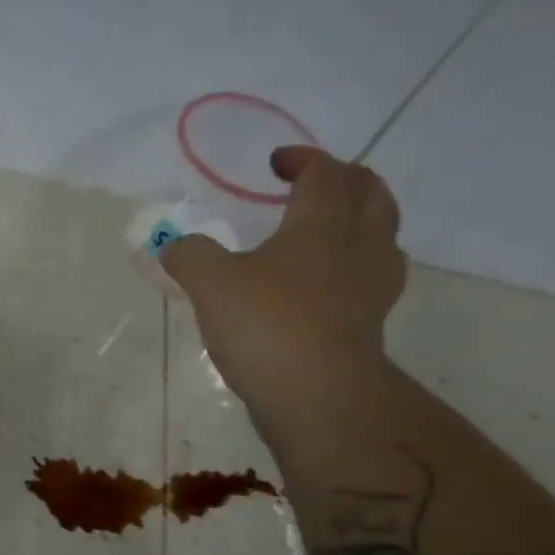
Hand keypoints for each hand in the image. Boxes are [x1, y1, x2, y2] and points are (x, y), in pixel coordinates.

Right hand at [160, 146, 405, 409]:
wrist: (317, 395)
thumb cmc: (267, 325)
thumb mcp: (211, 284)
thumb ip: (191, 257)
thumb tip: (173, 246)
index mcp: (324, 223)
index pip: (326, 173)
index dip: (303, 160)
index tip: (276, 164)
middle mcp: (359, 245)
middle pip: (370, 194)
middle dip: (344, 181)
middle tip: (313, 186)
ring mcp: (372, 286)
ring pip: (381, 235)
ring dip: (359, 221)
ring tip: (327, 231)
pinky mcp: (370, 323)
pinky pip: (371, 277)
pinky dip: (354, 267)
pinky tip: (327, 286)